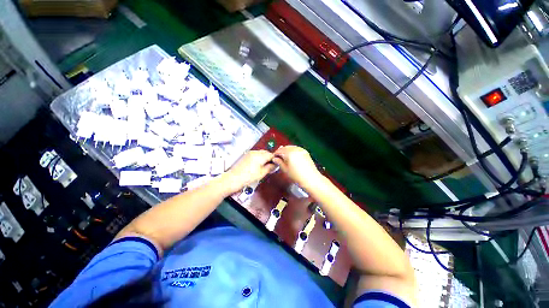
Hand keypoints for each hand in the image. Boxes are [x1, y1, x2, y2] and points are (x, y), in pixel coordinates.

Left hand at [224, 150, 275, 193]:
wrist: (233, 178)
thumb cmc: (248, 177)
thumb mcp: (262, 173)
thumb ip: (270, 167)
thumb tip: (275, 164)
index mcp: (260, 156)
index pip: (271, 154)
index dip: (275, 159)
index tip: (276, 164)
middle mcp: (255, 152)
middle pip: (266, 152)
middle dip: (270, 158)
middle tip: (271, 166)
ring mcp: (250, 153)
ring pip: (261, 153)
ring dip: (264, 157)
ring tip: (264, 166)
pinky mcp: (246, 155)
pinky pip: (256, 154)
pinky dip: (259, 157)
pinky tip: (258, 165)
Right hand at [272, 146, 321, 187]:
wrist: (311, 179)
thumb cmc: (297, 176)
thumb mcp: (285, 170)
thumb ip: (279, 162)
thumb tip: (275, 159)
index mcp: (289, 153)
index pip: (279, 151)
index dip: (275, 154)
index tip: (274, 158)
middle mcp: (295, 149)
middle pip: (285, 148)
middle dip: (281, 152)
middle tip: (279, 158)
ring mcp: (301, 150)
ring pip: (291, 147)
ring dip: (287, 151)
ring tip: (285, 158)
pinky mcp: (305, 152)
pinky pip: (296, 149)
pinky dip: (293, 151)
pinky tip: (292, 157)